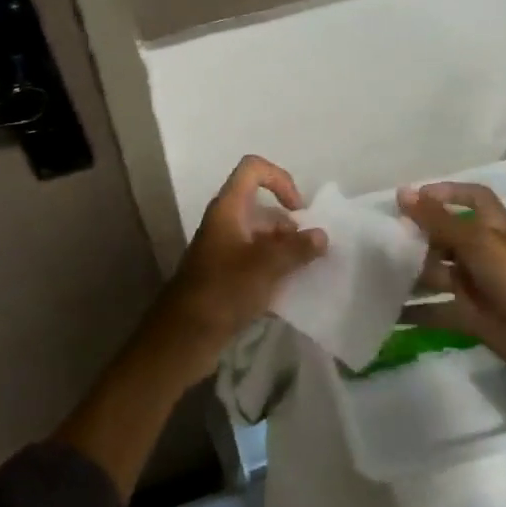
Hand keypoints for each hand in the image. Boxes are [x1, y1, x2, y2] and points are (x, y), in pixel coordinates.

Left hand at [142, 155, 325, 379]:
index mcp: (228, 209)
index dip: (280, 179)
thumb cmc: (223, 290)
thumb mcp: (266, 267)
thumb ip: (297, 249)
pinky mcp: (226, 276)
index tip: (298, 210)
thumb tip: (321, 236)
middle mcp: (225, 223)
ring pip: (262, 238)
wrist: (184, 336)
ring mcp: (224, 250)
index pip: (253, 170)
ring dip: (285, 251)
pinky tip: (291, 292)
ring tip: (307, 273)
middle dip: (290, 226)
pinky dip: (274, 270)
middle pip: (263, 208)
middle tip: (311, 253)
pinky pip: (256, 262)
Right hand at [396, 182, 505, 374]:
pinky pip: (434, 311)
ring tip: (374, 273)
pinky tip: (386, 313)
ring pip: (435, 273)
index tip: (415, 197)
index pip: (472, 198)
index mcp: (492, 227)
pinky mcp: (468, 315)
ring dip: (409, 274)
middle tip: (381, 237)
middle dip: (417, 236)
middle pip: (445, 237)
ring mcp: (474, 285)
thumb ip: (437, 220)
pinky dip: (413, 313)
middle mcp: (482, 252)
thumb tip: (403, 192)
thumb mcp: (477, 242)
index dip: (448, 192)